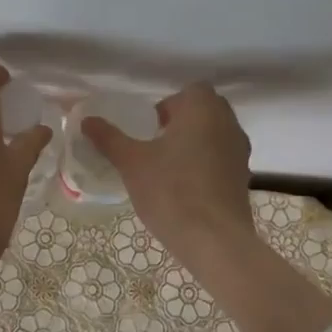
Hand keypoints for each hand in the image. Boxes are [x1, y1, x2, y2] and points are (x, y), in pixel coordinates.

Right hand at [85, 83, 255, 266]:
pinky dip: (206, 165)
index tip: (150, 127)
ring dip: (194, 143)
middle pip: (205, 111)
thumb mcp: (131, 163)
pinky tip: (185, 188)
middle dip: (181, 122)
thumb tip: (87, 120)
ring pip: (215, 135)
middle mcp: (228, 124)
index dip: (170, 104)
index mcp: (203, 110)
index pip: (191, 90)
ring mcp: (240, 152)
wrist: (214, 240)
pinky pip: (222, 159)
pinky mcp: (244, 179)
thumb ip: (109, 138)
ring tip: (167, 167)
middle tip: (155, 144)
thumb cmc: (171, 190)